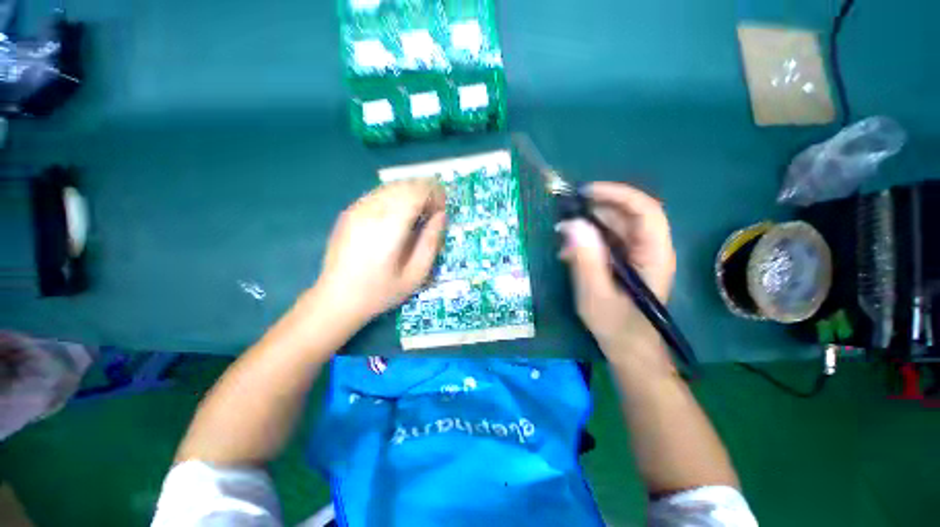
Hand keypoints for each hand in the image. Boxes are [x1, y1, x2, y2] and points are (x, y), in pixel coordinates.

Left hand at [314, 178, 446, 325]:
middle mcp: (371, 210)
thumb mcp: (416, 274)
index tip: (442, 209)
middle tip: (433, 211)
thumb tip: (441, 216)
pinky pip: (378, 193)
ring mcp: (357, 209)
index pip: (416, 192)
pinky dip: (395, 197)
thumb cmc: (380, 291)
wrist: (336, 298)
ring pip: (391, 186)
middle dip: (425, 191)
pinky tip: (399, 215)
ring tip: (419, 213)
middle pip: (404, 185)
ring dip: (410, 193)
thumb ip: (431, 242)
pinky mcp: (349, 212)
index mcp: (389, 227)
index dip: (435, 194)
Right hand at [557, 182, 675, 354]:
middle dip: (596, 208)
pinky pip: (606, 240)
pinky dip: (586, 239)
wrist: (628, 348)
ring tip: (562, 234)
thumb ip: (586, 260)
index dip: (617, 194)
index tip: (585, 192)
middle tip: (564, 213)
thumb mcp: (595, 295)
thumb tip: (572, 225)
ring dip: (588, 224)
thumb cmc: (616, 325)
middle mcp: (649, 248)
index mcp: (653, 254)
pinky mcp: (624, 261)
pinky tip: (568, 251)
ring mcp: (636, 254)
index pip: (644, 210)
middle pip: (627, 214)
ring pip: (614, 226)